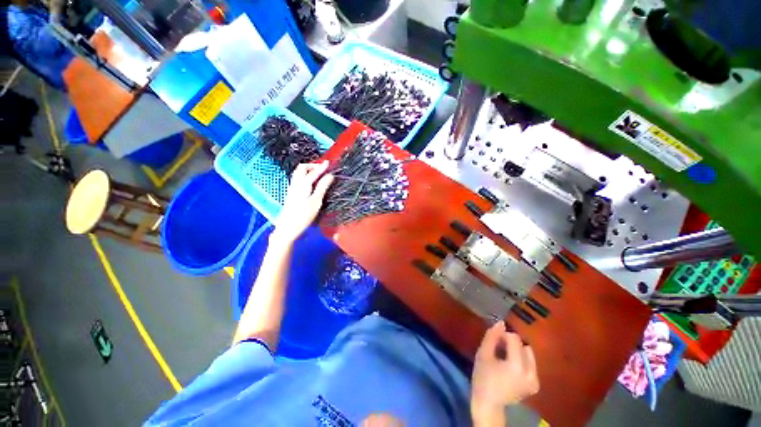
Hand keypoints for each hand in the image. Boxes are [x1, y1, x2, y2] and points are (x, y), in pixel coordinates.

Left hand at [272, 161, 333, 243]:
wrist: (287, 228)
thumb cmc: (303, 216)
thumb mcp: (316, 202)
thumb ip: (322, 187)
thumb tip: (330, 176)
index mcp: (303, 185)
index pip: (313, 172)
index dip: (321, 167)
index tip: (328, 163)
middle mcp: (295, 184)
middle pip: (302, 168)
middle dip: (312, 165)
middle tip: (322, 168)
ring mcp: (292, 189)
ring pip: (298, 173)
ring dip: (308, 170)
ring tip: (317, 173)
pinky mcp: (291, 194)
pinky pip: (298, 179)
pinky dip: (305, 176)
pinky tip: (310, 182)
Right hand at [471, 322, 539, 424]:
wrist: (489, 404)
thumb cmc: (483, 377)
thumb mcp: (483, 354)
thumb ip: (491, 336)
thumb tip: (501, 322)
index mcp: (517, 366)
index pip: (514, 338)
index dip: (502, 336)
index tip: (494, 342)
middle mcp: (530, 373)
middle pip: (523, 345)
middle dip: (511, 344)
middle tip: (498, 350)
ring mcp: (535, 380)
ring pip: (528, 353)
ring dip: (517, 351)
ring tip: (505, 358)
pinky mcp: (535, 385)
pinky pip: (531, 363)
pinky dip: (521, 361)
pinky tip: (510, 368)